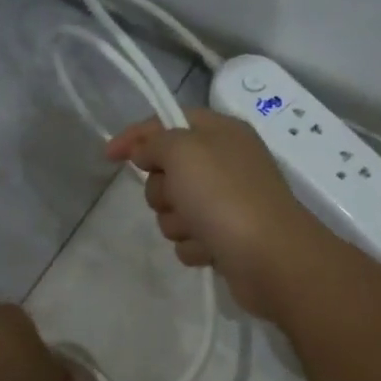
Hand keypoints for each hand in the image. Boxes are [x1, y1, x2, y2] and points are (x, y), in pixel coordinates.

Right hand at [105, 109, 333, 317]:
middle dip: (162, 190)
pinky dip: (194, 245)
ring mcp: (226, 203)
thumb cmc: (225, 196)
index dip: (136, 136)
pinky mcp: (225, 237)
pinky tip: (210, 249)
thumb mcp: (183, 152)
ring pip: (174, 209)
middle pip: (167, 171)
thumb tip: (145, 152)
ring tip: (199, 229)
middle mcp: (225, 163)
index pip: (168, 122)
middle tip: (178, 197)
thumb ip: (155, 142)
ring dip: (177, 222)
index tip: (109, 156)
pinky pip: (189, 238)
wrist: (270, 258)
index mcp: (221, 132)